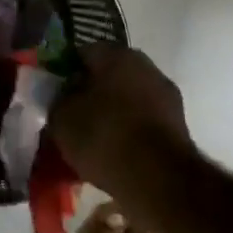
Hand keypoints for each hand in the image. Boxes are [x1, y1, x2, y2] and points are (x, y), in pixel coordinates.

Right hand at [50, 46, 192, 191]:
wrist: (159, 179)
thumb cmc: (103, 136)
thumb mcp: (61, 117)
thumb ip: (57, 99)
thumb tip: (62, 96)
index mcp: (116, 55)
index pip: (82, 53)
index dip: (64, 73)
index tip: (54, 94)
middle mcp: (146, 66)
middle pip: (108, 75)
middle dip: (90, 93)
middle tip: (71, 117)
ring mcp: (166, 96)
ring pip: (128, 99)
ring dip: (112, 113)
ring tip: (92, 140)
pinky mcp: (178, 125)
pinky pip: (143, 121)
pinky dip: (129, 131)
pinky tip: (114, 152)